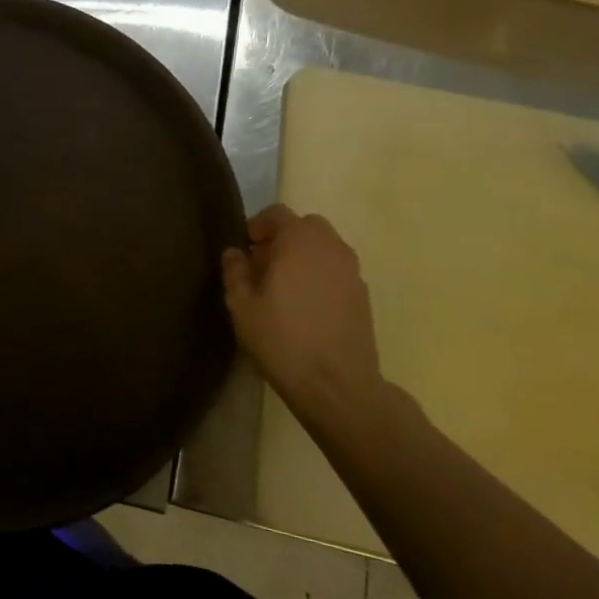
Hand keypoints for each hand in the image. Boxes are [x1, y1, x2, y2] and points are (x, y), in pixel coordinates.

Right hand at [222, 204, 384, 424]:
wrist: (337, 385)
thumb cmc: (282, 339)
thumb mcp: (242, 305)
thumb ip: (235, 272)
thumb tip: (235, 253)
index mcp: (300, 242)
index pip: (279, 213)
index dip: (258, 224)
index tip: (245, 246)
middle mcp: (331, 248)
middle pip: (307, 226)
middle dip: (284, 236)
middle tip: (263, 263)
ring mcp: (352, 272)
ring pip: (325, 247)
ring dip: (304, 255)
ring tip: (283, 285)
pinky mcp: (363, 296)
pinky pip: (337, 270)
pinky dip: (320, 274)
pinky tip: (305, 304)